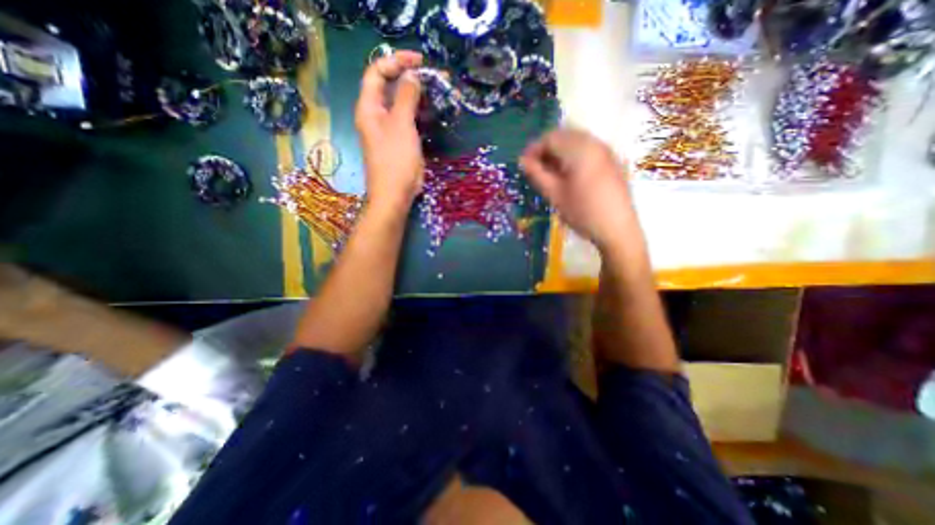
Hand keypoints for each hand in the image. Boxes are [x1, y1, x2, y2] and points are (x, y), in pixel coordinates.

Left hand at [354, 49, 424, 213]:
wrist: (395, 194)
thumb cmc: (395, 160)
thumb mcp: (401, 125)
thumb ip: (406, 97)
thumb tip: (412, 76)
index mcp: (369, 107)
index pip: (377, 72)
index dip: (396, 61)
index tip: (419, 61)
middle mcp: (375, 115)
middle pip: (388, 87)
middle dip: (408, 77)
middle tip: (431, 77)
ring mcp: (388, 130)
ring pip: (399, 104)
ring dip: (415, 96)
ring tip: (434, 92)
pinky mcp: (399, 142)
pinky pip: (407, 120)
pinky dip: (418, 113)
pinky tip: (430, 112)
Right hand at [519, 127, 634, 252]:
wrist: (617, 229)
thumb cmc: (583, 213)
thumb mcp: (555, 195)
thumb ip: (537, 174)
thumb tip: (522, 161)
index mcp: (580, 150)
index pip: (551, 137)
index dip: (534, 149)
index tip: (523, 164)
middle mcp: (595, 143)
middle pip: (564, 135)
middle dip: (546, 149)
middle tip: (535, 168)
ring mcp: (606, 151)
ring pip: (575, 141)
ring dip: (559, 152)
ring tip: (549, 172)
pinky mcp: (611, 160)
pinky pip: (587, 149)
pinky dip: (572, 155)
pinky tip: (567, 173)